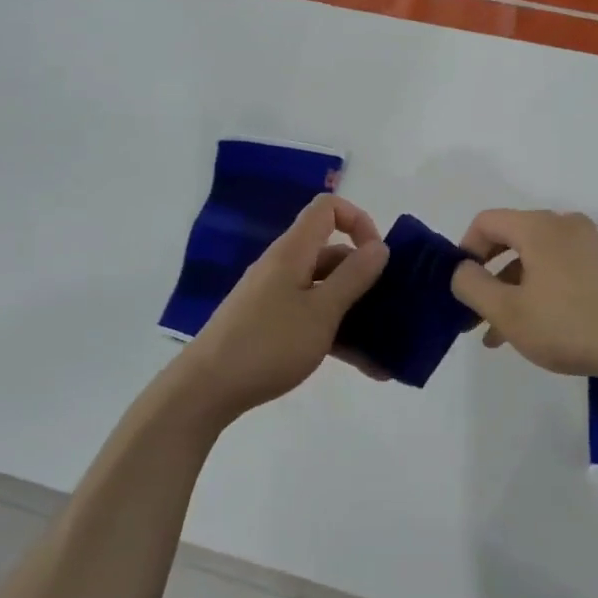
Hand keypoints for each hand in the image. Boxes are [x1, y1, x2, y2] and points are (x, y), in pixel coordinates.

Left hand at [179, 194, 389, 422]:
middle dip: (365, 277)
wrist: (207, 389)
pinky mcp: (270, 324)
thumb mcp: (321, 312)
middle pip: (331, 254)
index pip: (327, 209)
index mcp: (293, 251)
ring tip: (385, 350)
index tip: (378, 256)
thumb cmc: (269, 344)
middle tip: (391, 308)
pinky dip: (337, 334)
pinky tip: (364, 366)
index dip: (358, 221)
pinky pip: (312, 317)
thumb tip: (379, 245)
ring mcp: (275, 296)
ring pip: (325, 291)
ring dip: (356, 313)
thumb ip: (353, 277)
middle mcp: (284, 266)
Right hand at [450, 209, 597, 384]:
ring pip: (536, 261)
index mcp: (539, 227)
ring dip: (512, 291)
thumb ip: (472, 285)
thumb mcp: (508, 311)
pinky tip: (534, 330)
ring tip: (498, 335)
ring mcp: (591, 245)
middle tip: (473, 313)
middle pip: (512, 240)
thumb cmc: (569, 325)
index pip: (487, 221)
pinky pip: (560, 271)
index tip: (459, 285)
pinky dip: (540, 292)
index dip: (464, 250)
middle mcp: (565, 226)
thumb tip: (460, 269)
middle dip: (487, 277)